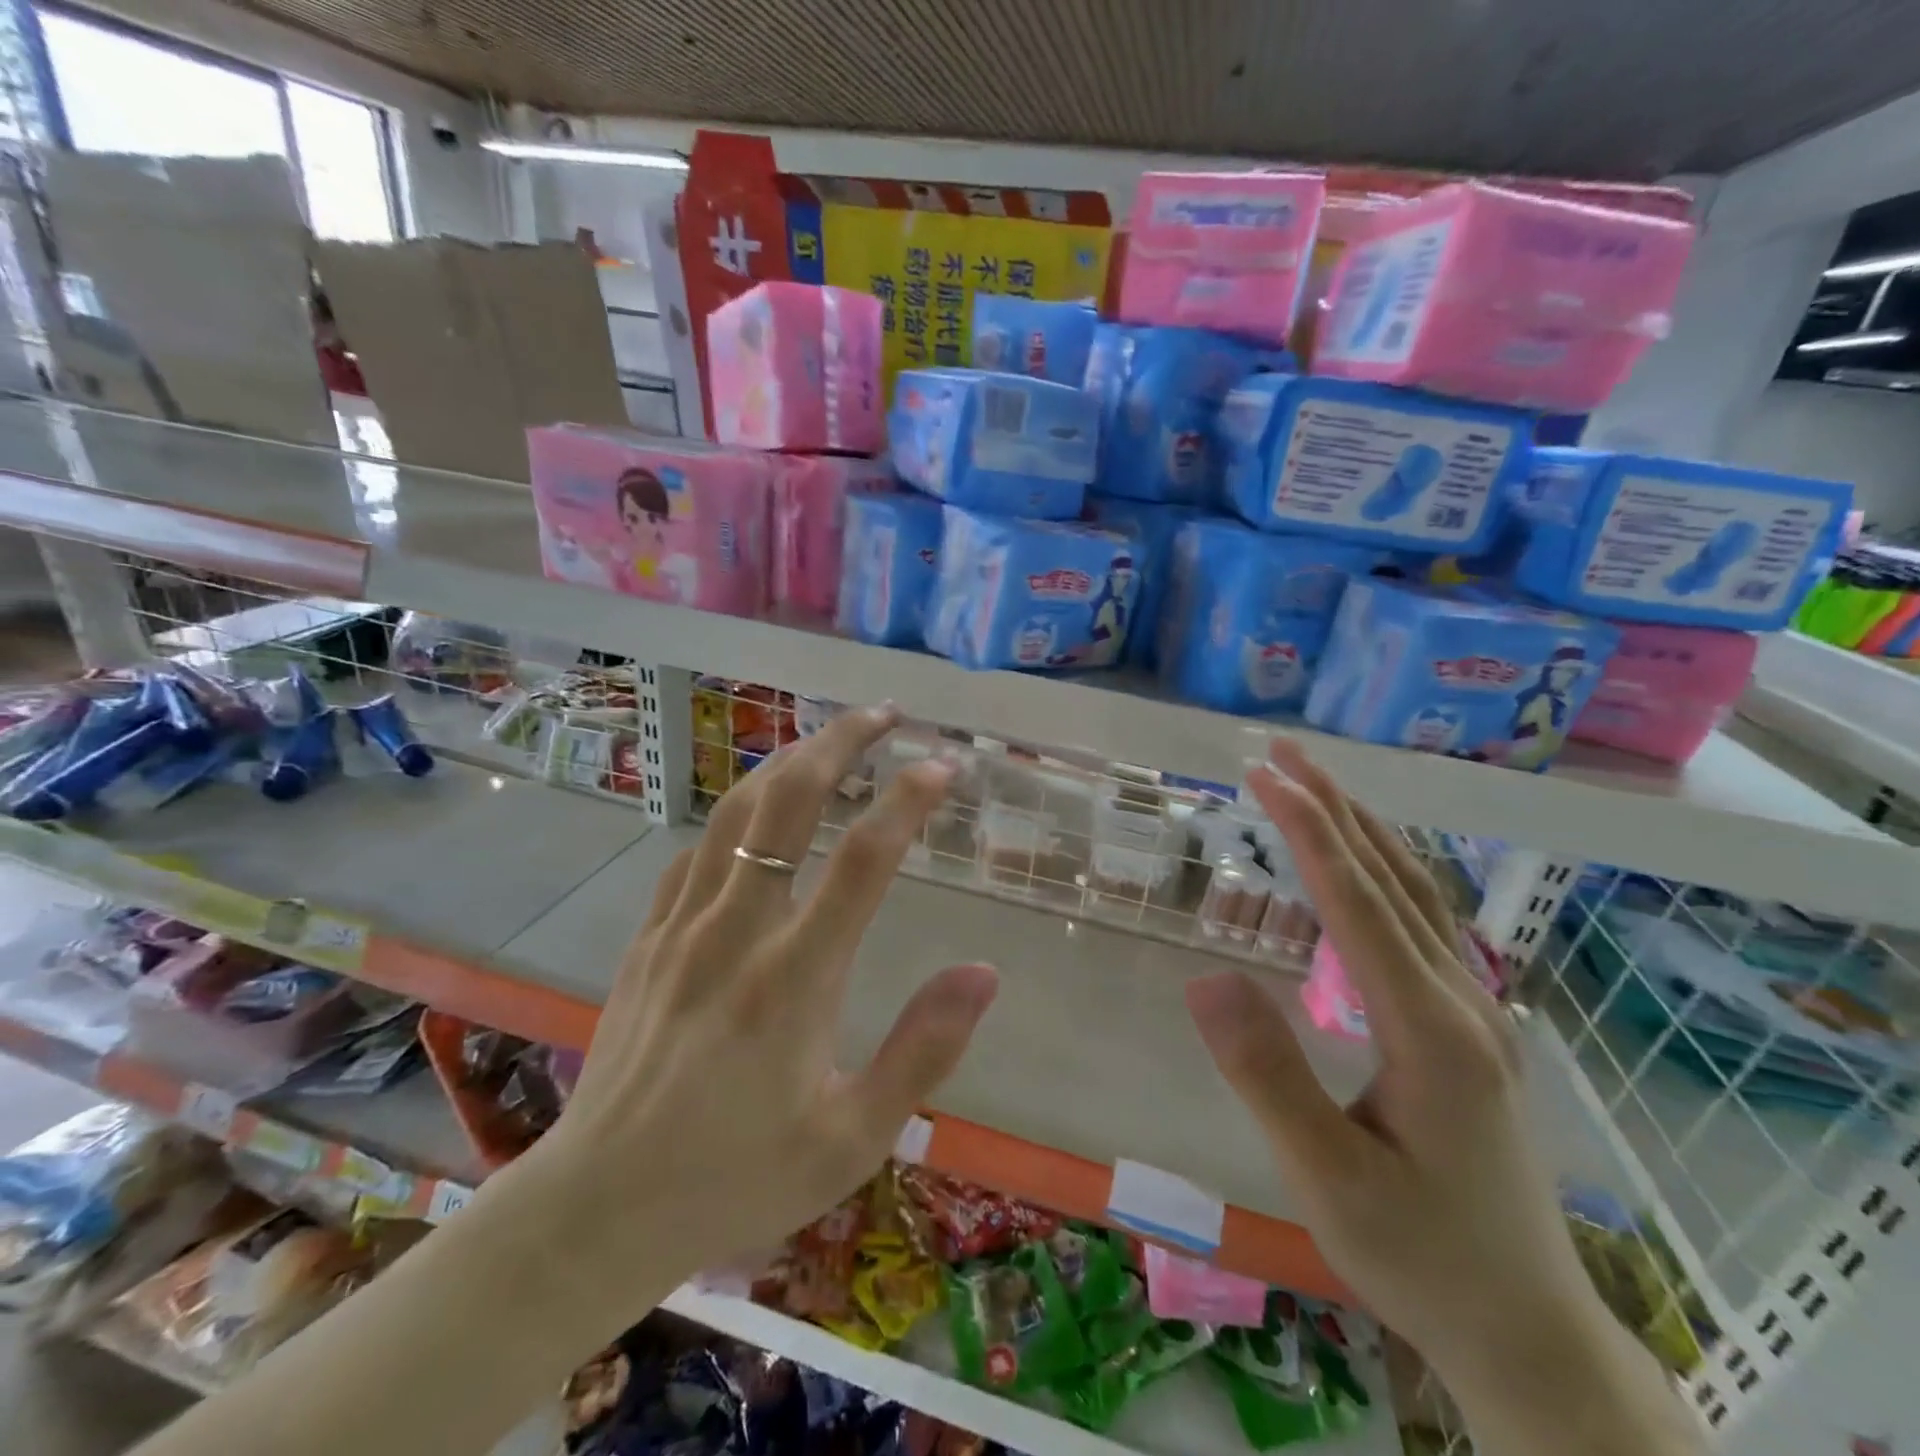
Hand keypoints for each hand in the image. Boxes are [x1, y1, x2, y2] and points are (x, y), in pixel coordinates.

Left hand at [529, 704, 997, 1295]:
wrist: (596, 1210)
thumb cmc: (735, 1178)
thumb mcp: (851, 1138)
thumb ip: (923, 1050)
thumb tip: (984, 973)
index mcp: (795, 976)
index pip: (864, 860)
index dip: (907, 800)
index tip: (942, 765)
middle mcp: (737, 930)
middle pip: (789, 803)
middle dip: (840, 743)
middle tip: (883, 713)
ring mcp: (683, 926)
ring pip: (736, 812)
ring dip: (786, 762)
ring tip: (826, 740)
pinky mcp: (648, 938)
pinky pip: (696, 852)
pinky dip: (735, 815)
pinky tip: (754, 815)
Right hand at [1184, 739, 1605, 1380]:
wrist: (1524, 1329)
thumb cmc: (1417, 1254)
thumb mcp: (1329, 1178)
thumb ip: (1268, 1075)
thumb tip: (1205, 977)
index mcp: (1432, 1031)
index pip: (1361, 906)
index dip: (1310, 834)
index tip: (1265, 777)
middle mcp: (1464, 1003)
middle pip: (1395, 881)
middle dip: (1335, 809)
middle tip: (1281, 753)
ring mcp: (1476, 1012)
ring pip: (1418, 896)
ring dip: (1364, 830)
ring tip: (1315, 784)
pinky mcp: (1470, 1027)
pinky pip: (1425, 923)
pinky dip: (1386, 870)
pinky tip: (1363, 865)